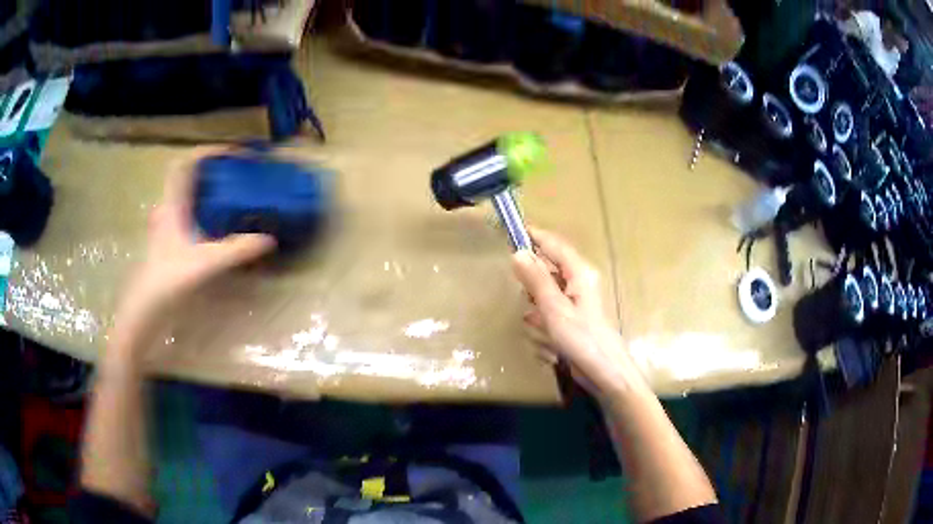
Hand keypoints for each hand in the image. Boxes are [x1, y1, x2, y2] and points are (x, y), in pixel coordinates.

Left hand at [115, 149, 275, 332]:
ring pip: (186, 195)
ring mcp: (166, 225)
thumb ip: (236, 250)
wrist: (144, 309)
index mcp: (173, 205)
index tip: (235, 154)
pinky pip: (187, 212)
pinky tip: (216, 224)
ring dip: (207, 188)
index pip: (186, 163)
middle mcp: (168, 209)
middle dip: (212, 169)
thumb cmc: (168, 280)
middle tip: (236, 173)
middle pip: (187, 176)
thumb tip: (269, 239)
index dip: (210, 152)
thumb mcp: (205, 264)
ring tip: (230, 194)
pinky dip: (202, 209)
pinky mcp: (168, 241)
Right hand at [512, 227, 641, 399]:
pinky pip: (548, 315)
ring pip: (544, 296)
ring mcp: (575, 303)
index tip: (510, 232)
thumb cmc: (582, 339)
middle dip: (533, 288)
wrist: (605, 373)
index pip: (554, 244)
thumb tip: (518, 252)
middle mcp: (579, 282)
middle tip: (530, 303)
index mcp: (580, 273)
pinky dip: (544, 327)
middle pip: (547, 271)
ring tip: (545, 330)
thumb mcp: (555, 309)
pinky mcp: (571, 320)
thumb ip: (536, 280)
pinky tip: (549, 344)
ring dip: (538, 313)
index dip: (534, 236)